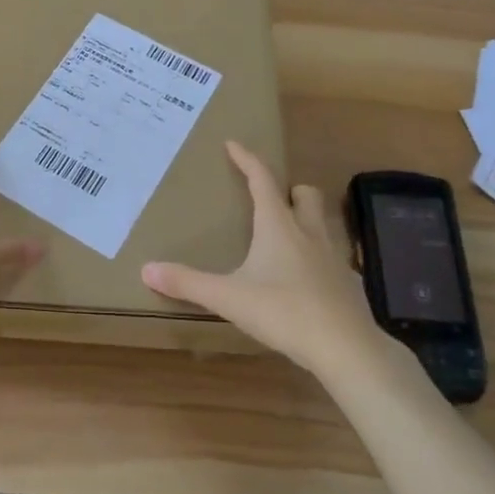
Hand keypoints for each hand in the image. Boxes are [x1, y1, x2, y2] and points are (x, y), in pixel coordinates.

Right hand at [142, 142, 388, 378]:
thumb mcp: (229, 298)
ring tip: (285, 238)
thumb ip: (188, 283)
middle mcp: (308, 233)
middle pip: (305, 194)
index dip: (247, 159)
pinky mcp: (348, 285)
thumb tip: (146, 269)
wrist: (347, 349)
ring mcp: (333, 258)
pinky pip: (331, 259)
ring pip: (321, 224)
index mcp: (279, 226)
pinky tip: (305, 281)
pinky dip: (317, 259)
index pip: (262, 180)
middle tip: (269, 199)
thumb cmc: (285, 312)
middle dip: (288, 189)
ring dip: (305, 221)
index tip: (233, 144)